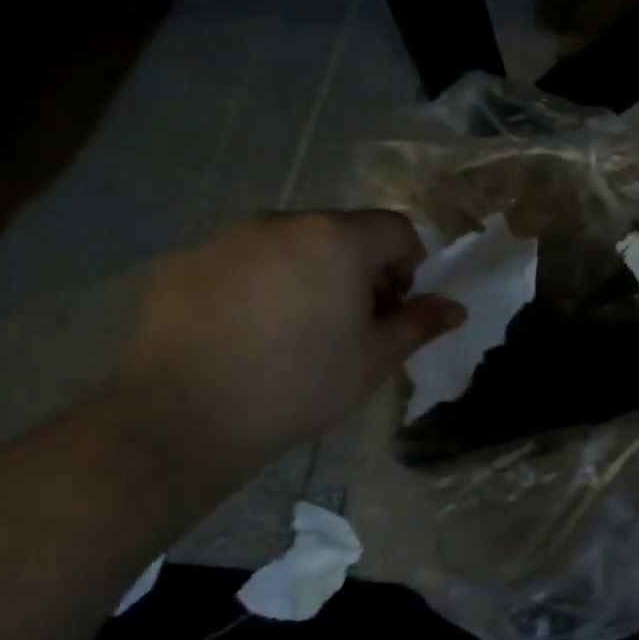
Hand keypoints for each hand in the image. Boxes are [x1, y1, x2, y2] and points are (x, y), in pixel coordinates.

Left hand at [116, 211, 464, 471]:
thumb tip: (456, 308)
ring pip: (292, 244)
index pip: (396, 229)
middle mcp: (285, 222)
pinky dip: (261, 283)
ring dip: (311, 272)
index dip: (410, 265)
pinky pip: (245, 260)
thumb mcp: (375, 359)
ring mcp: (229, 238)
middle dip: (360, 268)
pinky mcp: (187, 261)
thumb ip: (420, 323)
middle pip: (343, 232)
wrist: (183, 418)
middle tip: (352, 322)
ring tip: (296, 329)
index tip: (395, 307)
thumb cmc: (300, 384)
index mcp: (338, 239)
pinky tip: (248, 333)